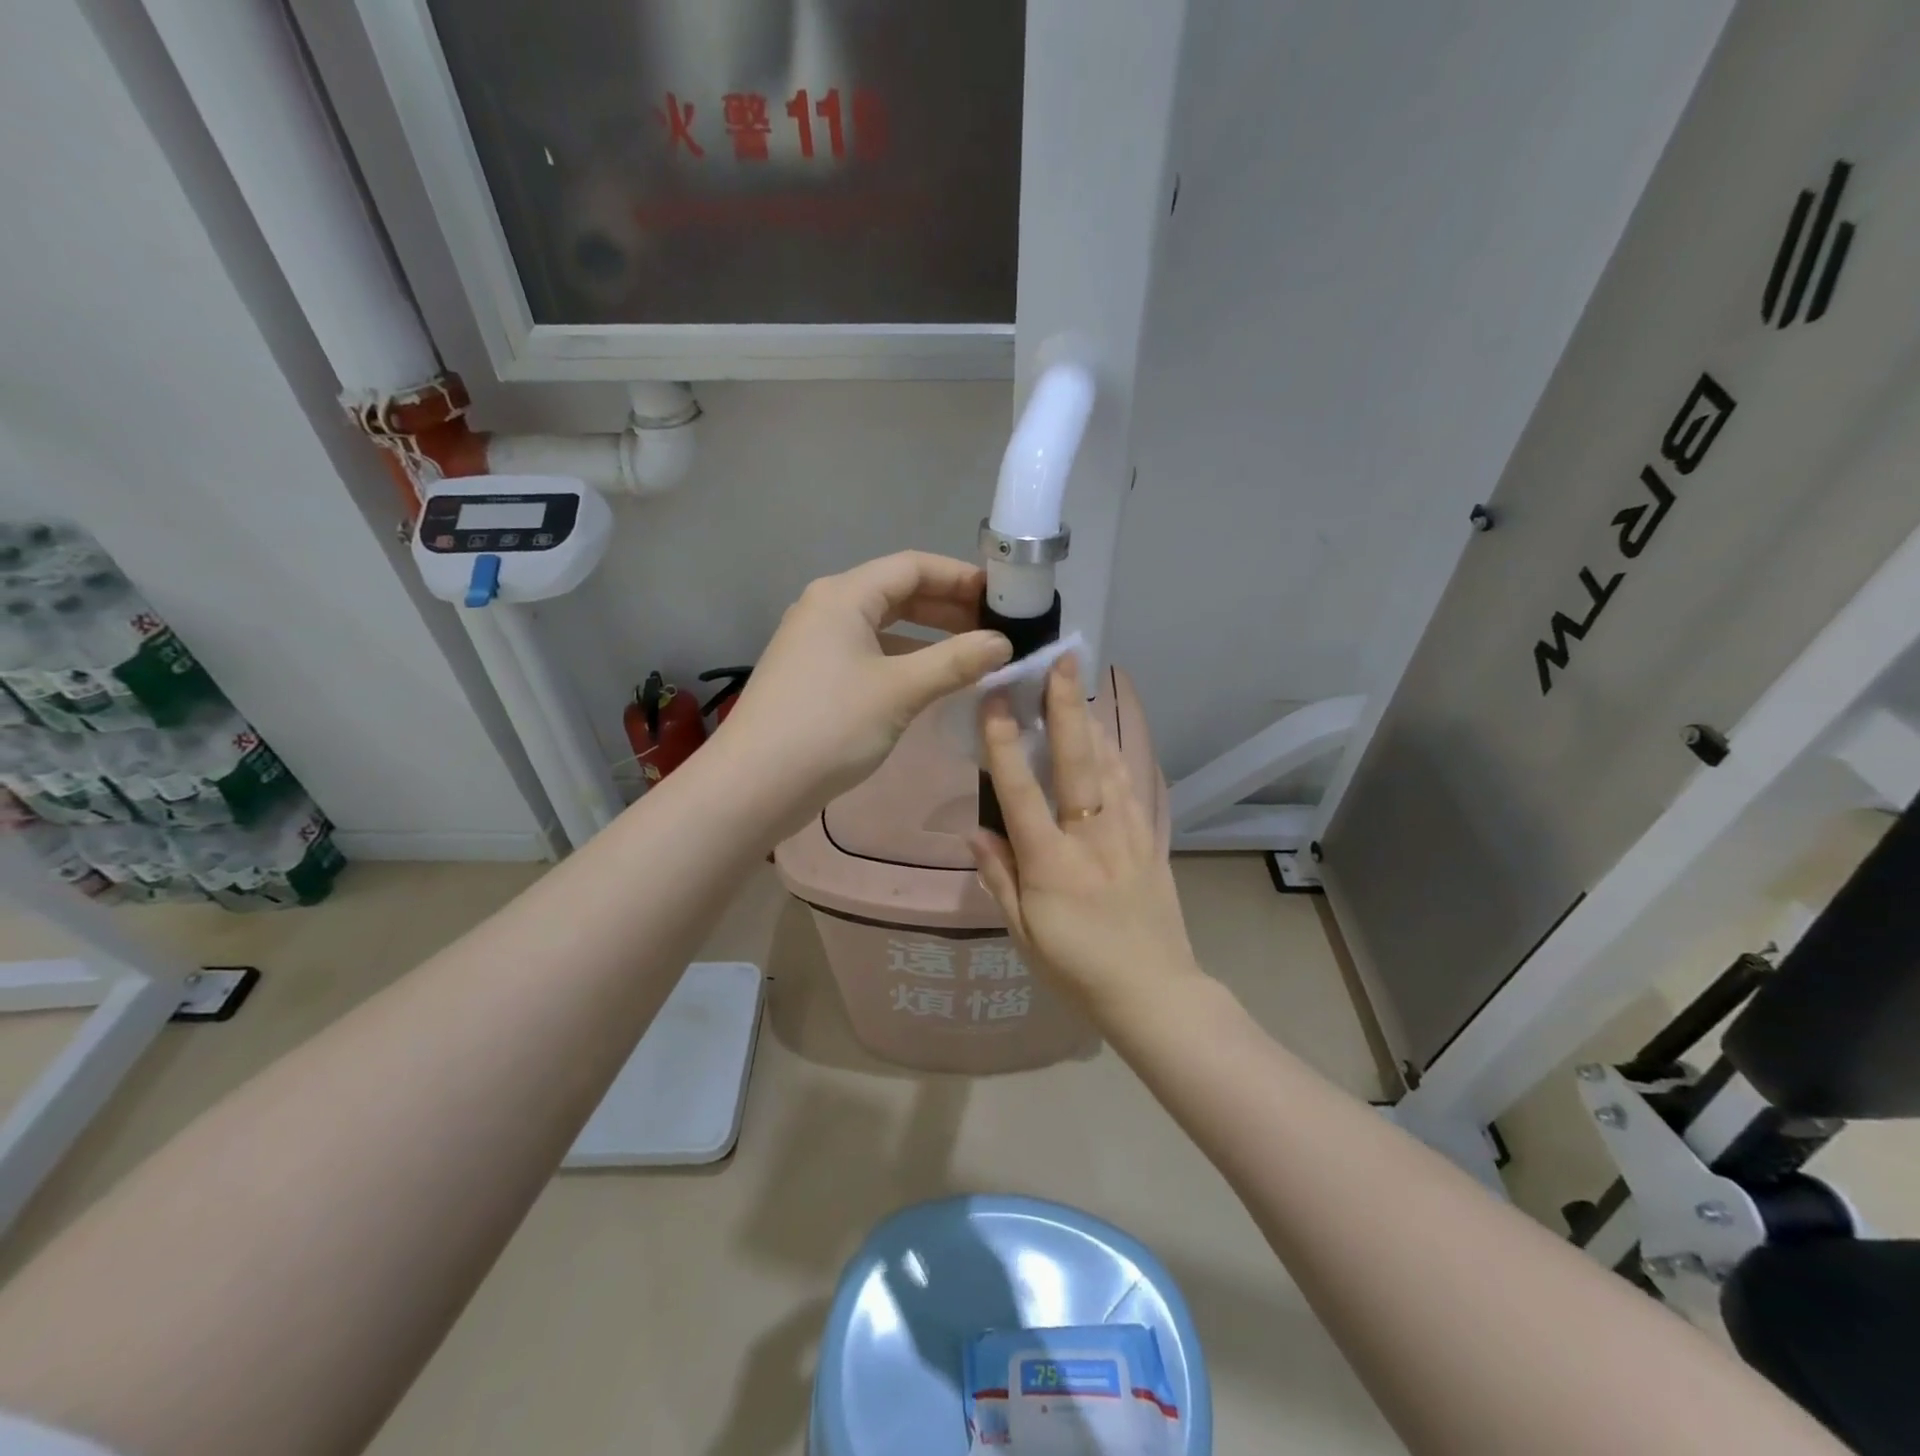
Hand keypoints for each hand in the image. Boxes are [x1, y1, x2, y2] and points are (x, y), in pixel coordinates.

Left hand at [715, 551, 1011, 816]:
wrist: (754, 786)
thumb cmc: (830, 726)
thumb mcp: (900, 690)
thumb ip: (956, 662)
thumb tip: (1003, 644)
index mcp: (844, 595)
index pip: (913, 566)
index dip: (960, 577)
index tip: (1002, 598)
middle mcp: (827, 608)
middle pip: (897, 592)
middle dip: (948, 608)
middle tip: (994, 629)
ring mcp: (816, 643)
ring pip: (884, 626)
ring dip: (929, 637)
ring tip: (973, 656)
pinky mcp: (814, 676)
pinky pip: (870, 654)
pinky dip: (904, 660)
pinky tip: (931, 682)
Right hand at [969, 654, 1206, 1021]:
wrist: (1154, 993)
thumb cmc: (1077, 970)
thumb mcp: (1023, 933)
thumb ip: (999, 877)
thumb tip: (975, 829)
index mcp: (1052, 864)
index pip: (1021, 792)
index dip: (1003, 744)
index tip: (994, 701)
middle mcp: (1092, 838)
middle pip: (1077, 762)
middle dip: (1066, 707)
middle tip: (1059, 660)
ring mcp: (1128, 836)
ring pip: (1109, 765)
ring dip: (1093, 720)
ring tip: (1079, 683)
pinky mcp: (1152, 841)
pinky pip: (1132, 786)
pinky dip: (1118, 753)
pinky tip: (1109, 733)